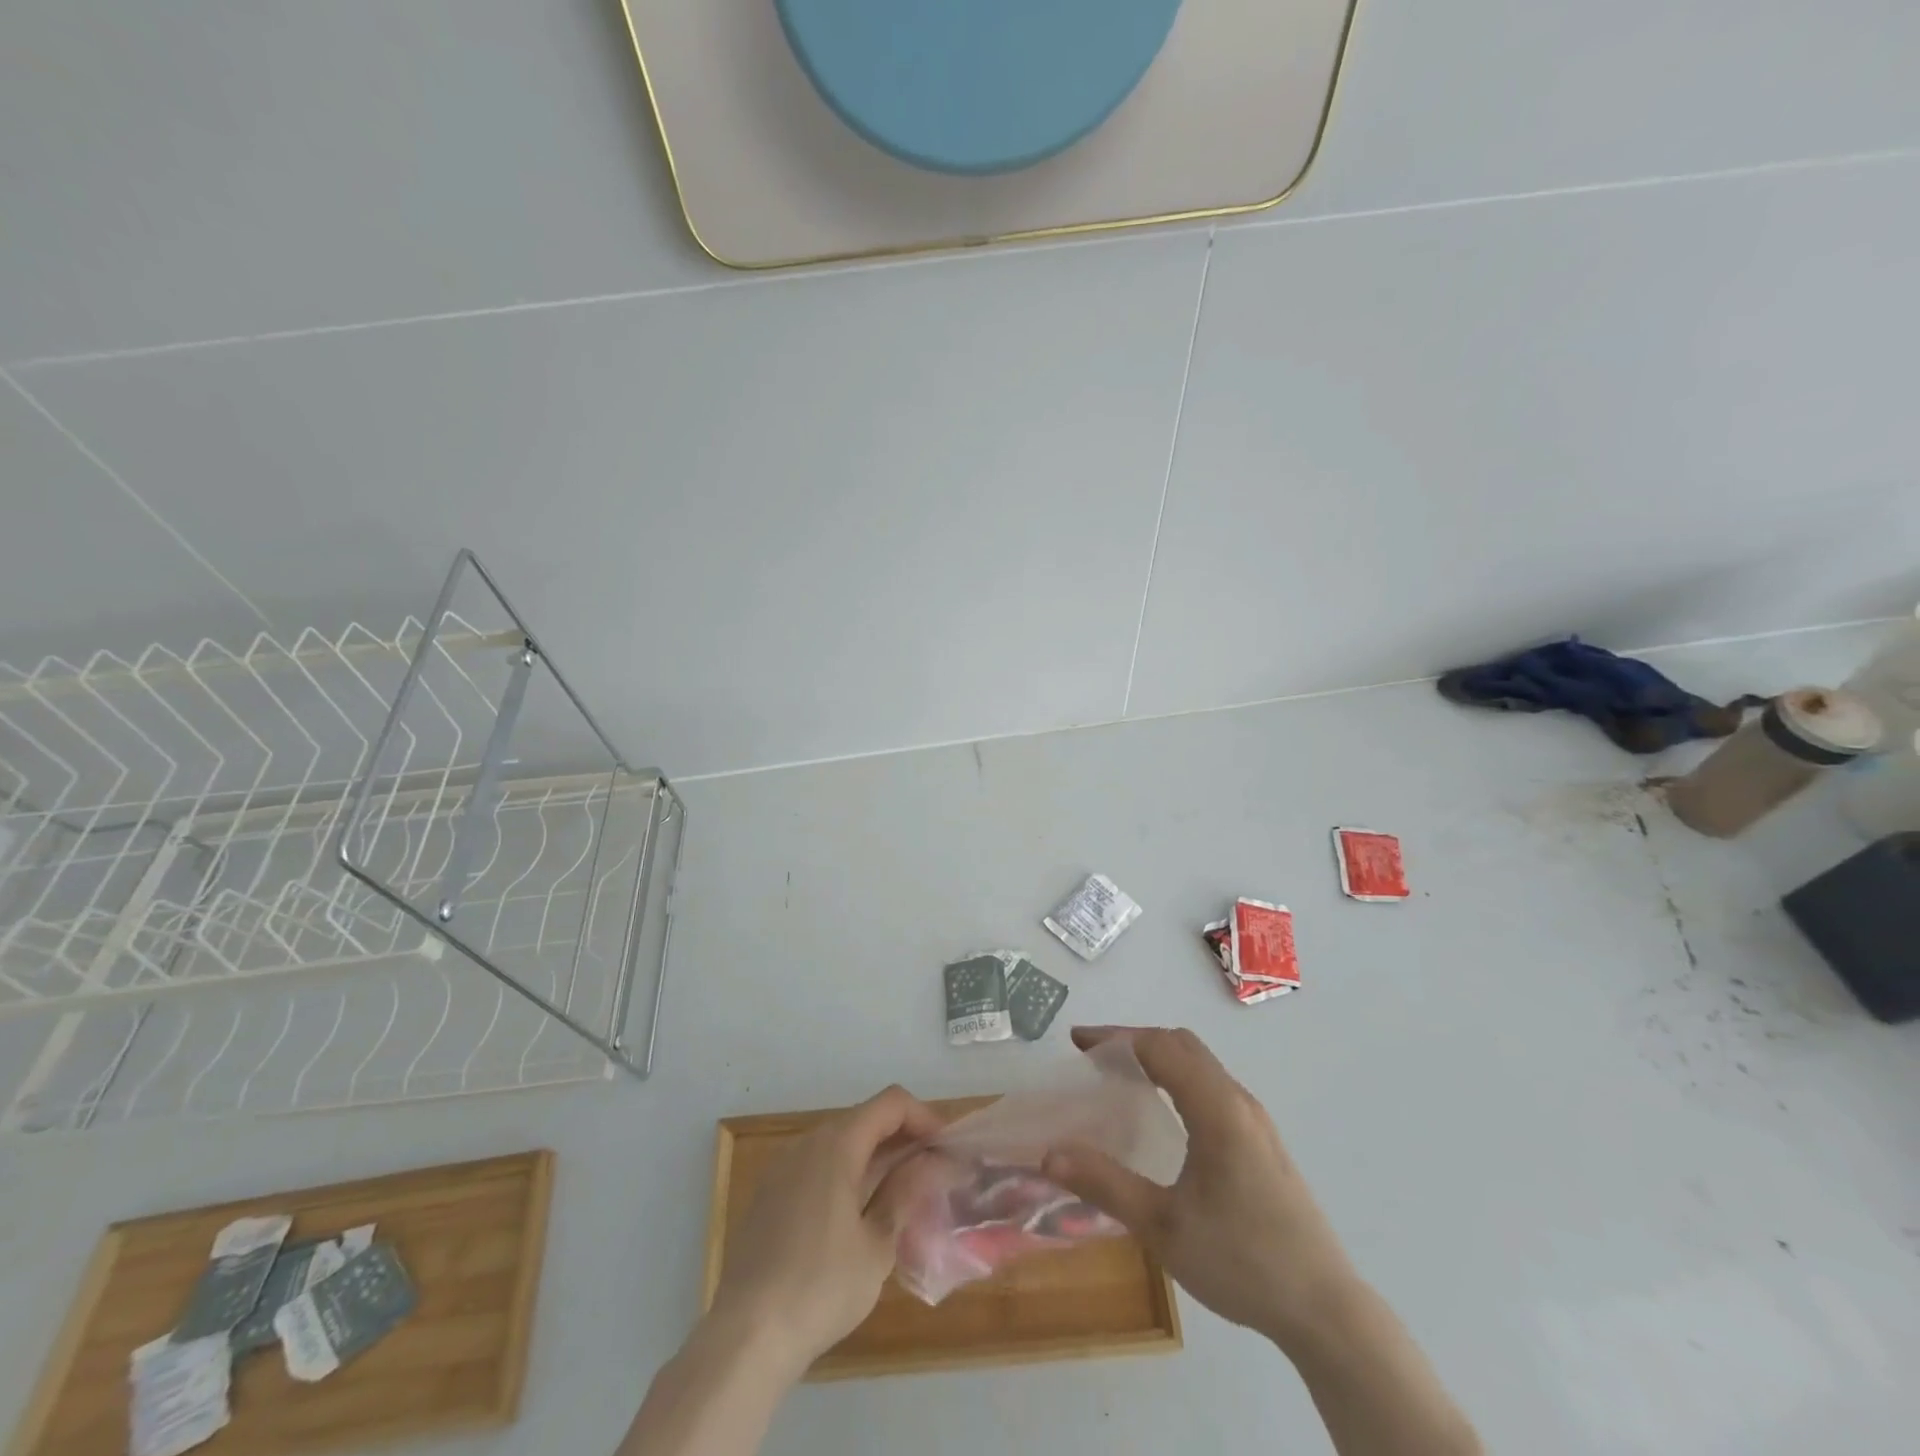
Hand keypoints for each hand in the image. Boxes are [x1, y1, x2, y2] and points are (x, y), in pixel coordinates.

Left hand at [709, 1085, 944, 1373]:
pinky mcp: (769, 1194)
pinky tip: (857, 1214)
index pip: (891, 1103)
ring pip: (840, 1143)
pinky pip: (817, 1166)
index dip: (924, 1117)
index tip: (947, 1148)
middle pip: (865, 1119)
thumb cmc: (820, 1287)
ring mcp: (783, 1167)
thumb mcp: (877, 1246)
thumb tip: (931, 1163)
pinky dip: (846, 1174)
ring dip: (874, 1157)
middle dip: (902, 1138)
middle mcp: (808, 1142)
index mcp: (837, 1144)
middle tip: (931, 1172)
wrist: (745, 1336)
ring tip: (901, 1193)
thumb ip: (906, 1194)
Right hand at [1043, 1026, 1358, 1349]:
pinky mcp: (1262, 1140)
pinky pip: (1212, 1084)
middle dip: (1134, 1040)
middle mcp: (1238, 1100)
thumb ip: (1105, 1184)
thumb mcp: (1163, 1228)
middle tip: (1093, 1058)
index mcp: (1217, 1108)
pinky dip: (1177, 1077)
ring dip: (1158, 1057)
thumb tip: (1048, 1154)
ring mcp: (1255, 1119)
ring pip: (1200, 1063)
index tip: (1077, 1043)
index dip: (1115, 1038)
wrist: (1326, 1310)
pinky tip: (1162, 1112)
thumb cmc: (1242, 1261)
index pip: (1160, 1047)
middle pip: (1181, 1044)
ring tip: (1119, 1078)